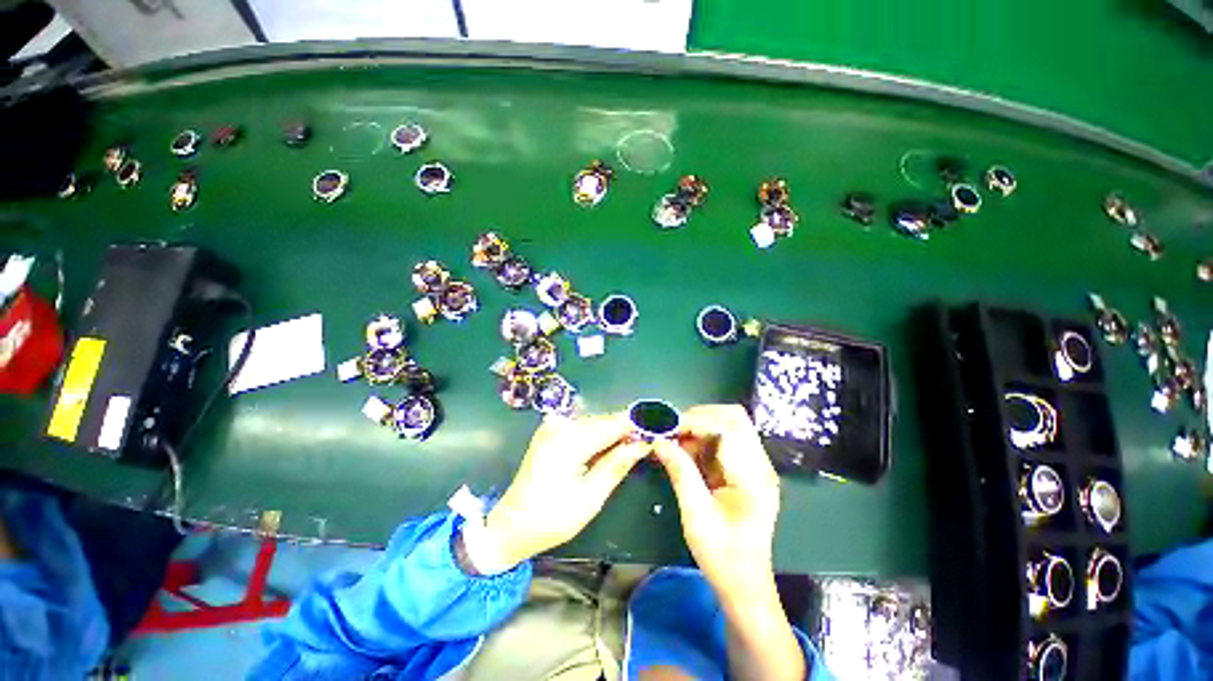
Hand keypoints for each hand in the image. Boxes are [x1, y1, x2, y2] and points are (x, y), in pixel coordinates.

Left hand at [482, 412, 647, 567]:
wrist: (510, 525)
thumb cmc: (550, 518)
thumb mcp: (590, 498)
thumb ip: (617, 465)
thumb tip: (642, 444)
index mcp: (569, 441)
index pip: (612, 424)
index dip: (637, 424)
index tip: (659, 427)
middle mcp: (560, 426)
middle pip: (604, 421)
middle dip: (627, 430)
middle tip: (650, 440)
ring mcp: (553, 426)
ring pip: (595, 423)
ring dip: (614, 433)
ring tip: (635, 445)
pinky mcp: (550, 431)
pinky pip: (582, 428)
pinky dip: (598, 436)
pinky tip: (610, 447)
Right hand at [651, 404, 780, 598]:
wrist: (744, 584)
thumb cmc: (723, 555)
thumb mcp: (696, 515)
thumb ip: (680, 472)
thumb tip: (659, 441)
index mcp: (754, 477)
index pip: (731, 426)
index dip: (698, 420)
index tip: (670, 429)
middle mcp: (759, 464)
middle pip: (734, 417)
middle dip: (699, 417)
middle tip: (672, 431)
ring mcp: (754, 466)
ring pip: (727, 425)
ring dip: (699, 427)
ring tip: (674, 441)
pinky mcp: (745, 469)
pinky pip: (723, 441)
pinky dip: (701, 439)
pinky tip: (684, 452)